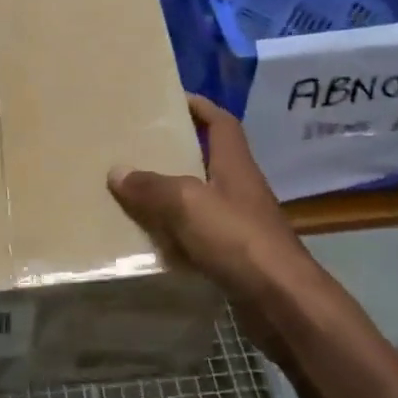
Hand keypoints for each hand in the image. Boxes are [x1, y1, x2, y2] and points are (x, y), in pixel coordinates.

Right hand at [108, 96, 319, 340]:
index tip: (171, 98)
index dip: (199, 106)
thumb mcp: (187, 203)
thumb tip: (117, 171)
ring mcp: (240, 224)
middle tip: (138, 147)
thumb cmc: (237, 239)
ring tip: (133, 193)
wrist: (280, 300)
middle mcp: (239, 189)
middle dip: (176, 152)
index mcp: (234, 165)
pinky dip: (175, 234)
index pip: (220, 122)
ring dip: (171, 196)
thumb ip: (151, 186)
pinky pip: (198, 235)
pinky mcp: (235, 255)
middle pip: (207, 160)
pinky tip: (151, 241)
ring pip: (200, 200)